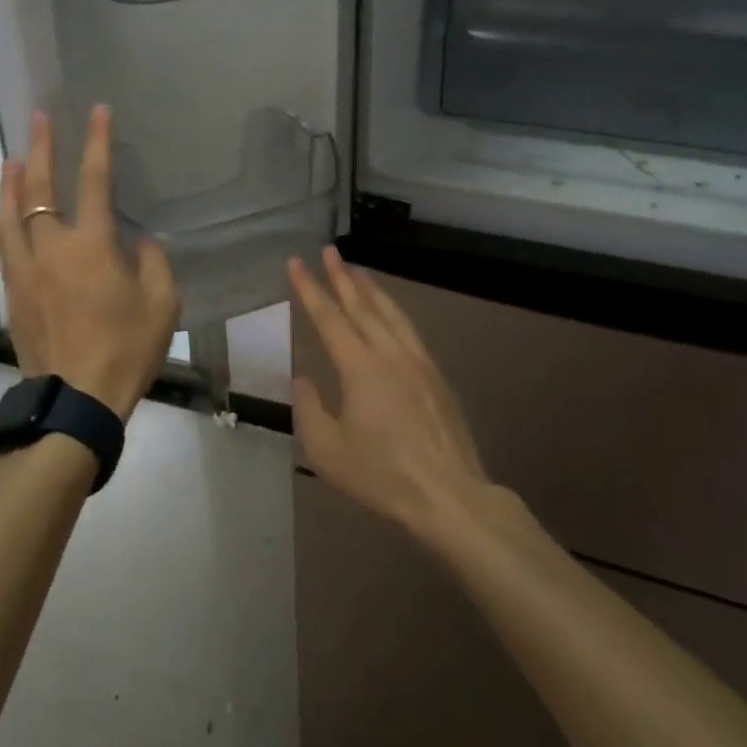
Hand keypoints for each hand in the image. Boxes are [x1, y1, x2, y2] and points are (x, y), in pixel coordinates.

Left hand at [0, 105, 178, 419]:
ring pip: (10, 213)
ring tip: (13, 157)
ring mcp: (25, 270)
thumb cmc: (126, 350)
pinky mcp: (12, 292)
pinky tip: (7, 212)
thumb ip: (152, 262)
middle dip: (41, 148)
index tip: (97, 112)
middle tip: (39, 118)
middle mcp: (51, 248)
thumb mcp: (162, 303)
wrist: (75, 400)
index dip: (97, 143)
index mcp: (91, 246)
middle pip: (39, 188)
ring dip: (11, 180)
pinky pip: (3, 242)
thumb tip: (137, 241)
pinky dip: (4, 216)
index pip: (93, 181)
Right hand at [287, 248, 492, 542]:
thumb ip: (310, 409)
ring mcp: (419, 362)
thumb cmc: (383, 476)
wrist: (450, 496)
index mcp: (360, 367)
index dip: (309, 288)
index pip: (329, 317)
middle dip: (342, 276)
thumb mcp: (328, 451)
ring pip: (391, 313)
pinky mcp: (437, 377)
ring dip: (372, 289)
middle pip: (363, 305)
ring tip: (358, 272)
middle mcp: (390, 353)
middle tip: (329, 250)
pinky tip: (390, 315)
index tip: (296, 262)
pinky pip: (409, 330)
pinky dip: (393, 311)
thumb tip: (304, 379)